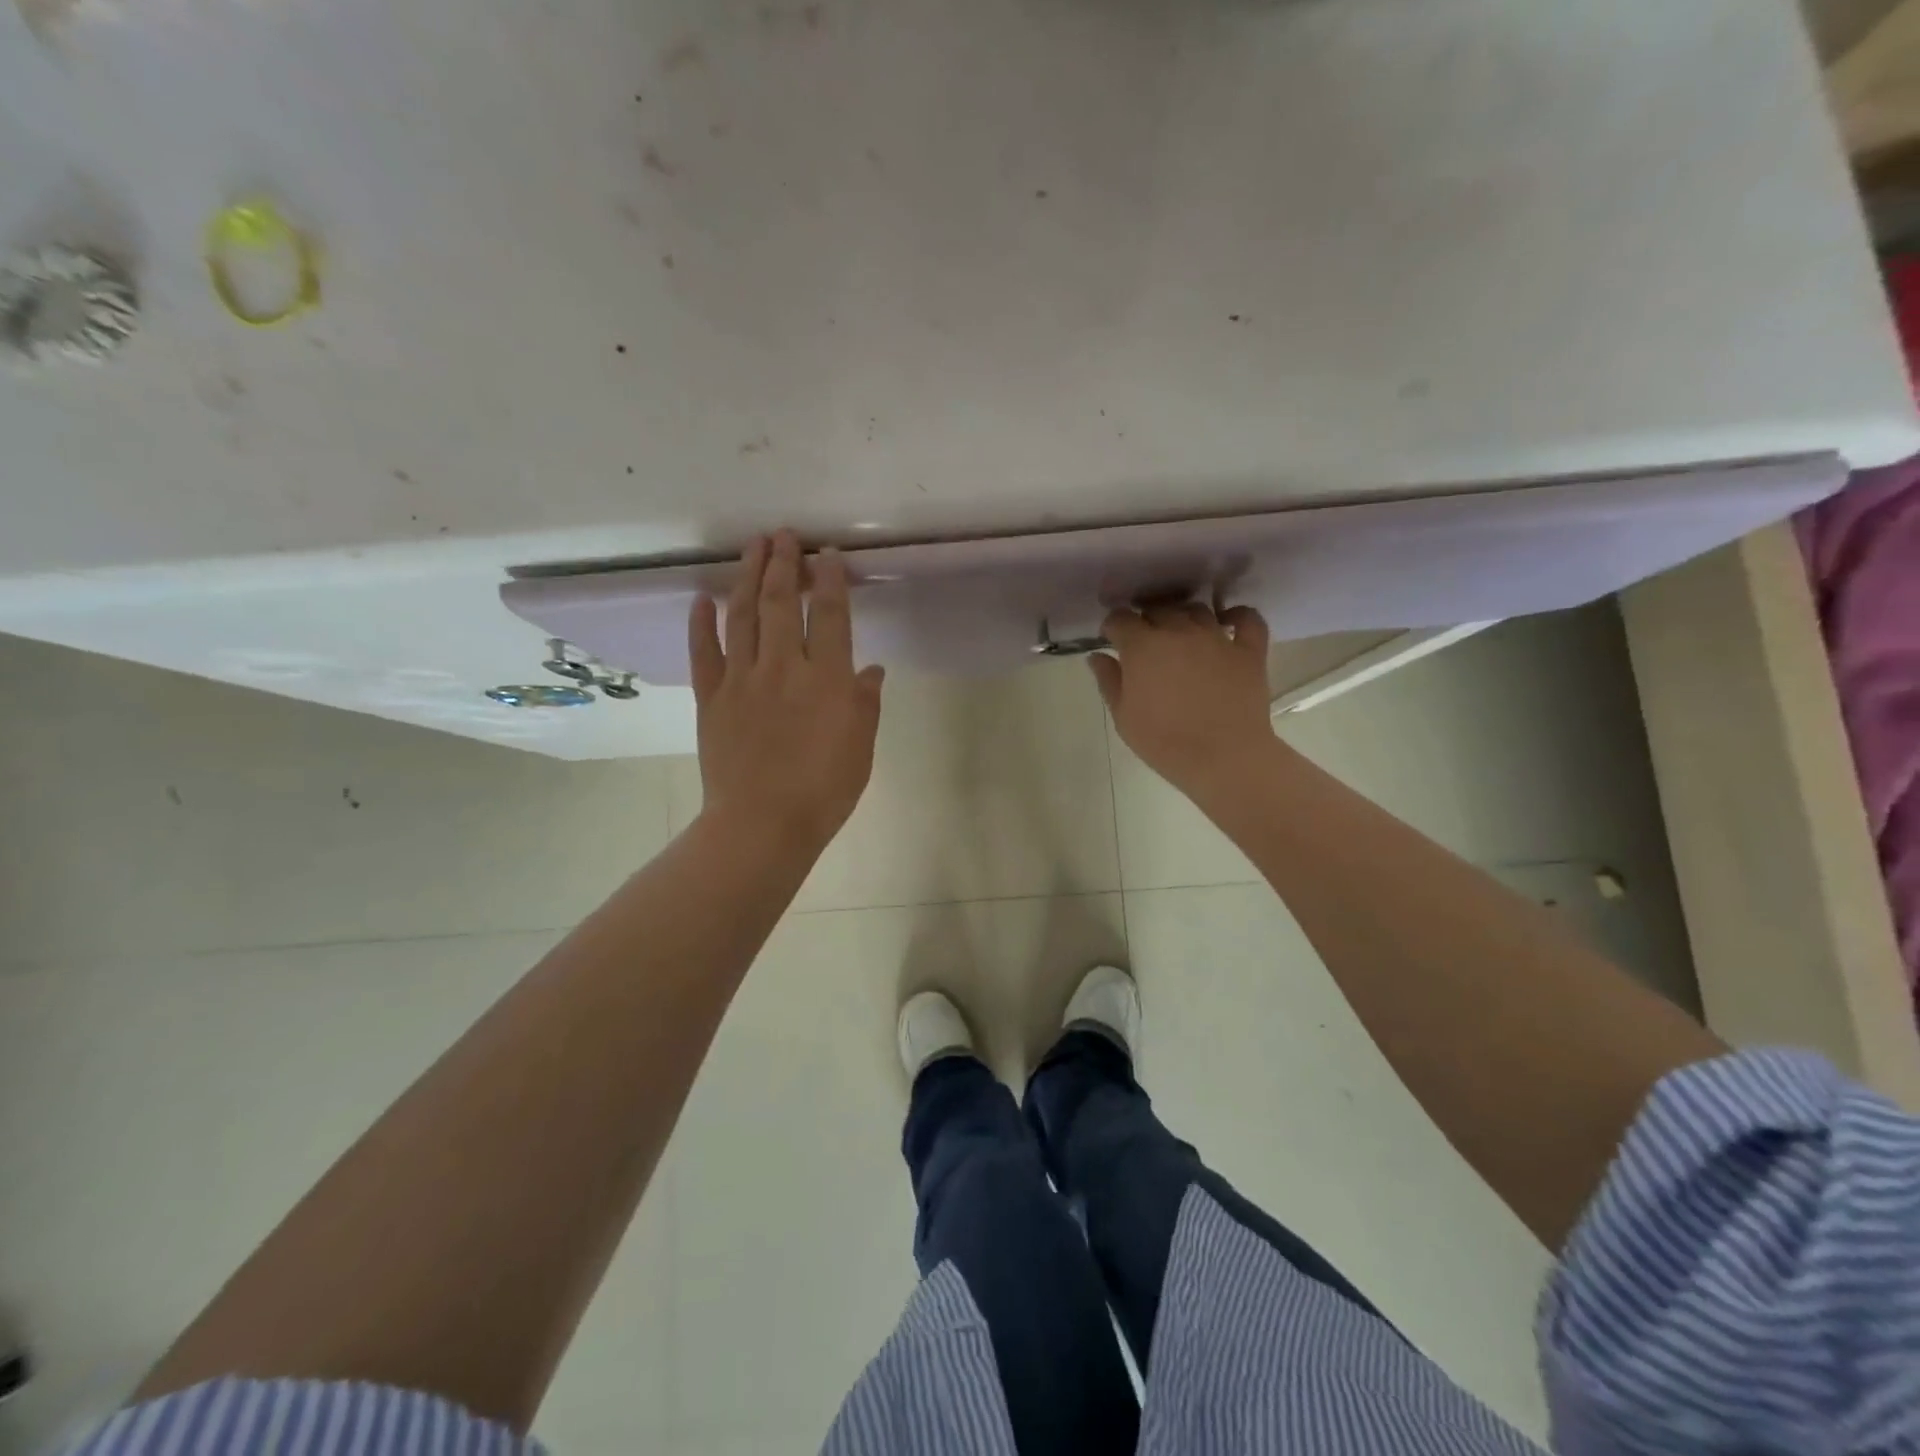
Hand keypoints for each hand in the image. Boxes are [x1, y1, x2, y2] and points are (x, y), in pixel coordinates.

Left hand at [689, 531, 885, 852]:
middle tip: (784, 535)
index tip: (826, 554)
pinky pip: (703, 652)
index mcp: (826, 679)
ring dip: (747, 577)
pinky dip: (701, 623)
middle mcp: (783, 667)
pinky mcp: (711, 698)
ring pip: (743, 616)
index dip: (829, 580)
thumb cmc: (824, 791)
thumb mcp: (861, 747)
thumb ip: (865, 702)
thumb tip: (870, 668)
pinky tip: (702, 598)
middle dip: (784, 564)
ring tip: (752, 547)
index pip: (829, 615)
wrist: (763, 825)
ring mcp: (742, 680)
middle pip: (782, 603)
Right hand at [1090, 602, 1274, 800]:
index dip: (1113, 626)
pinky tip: (1227, 623)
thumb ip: (1109, 681)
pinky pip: (1247, 619)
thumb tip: (1097, 656)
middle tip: (1145, 643)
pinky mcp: (1248, 650)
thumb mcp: (1123, 717)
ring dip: (1183, 617)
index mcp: (1143, 646)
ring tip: (1181, 635)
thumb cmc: (1164, 742)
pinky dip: (1236, 616)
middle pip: (1158, 609)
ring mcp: (1217, 637)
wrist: (1223, 758)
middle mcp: (1179, 631)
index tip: (1112, 640)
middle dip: (1147, 621)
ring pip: (1197, 610)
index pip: (1120, 618)